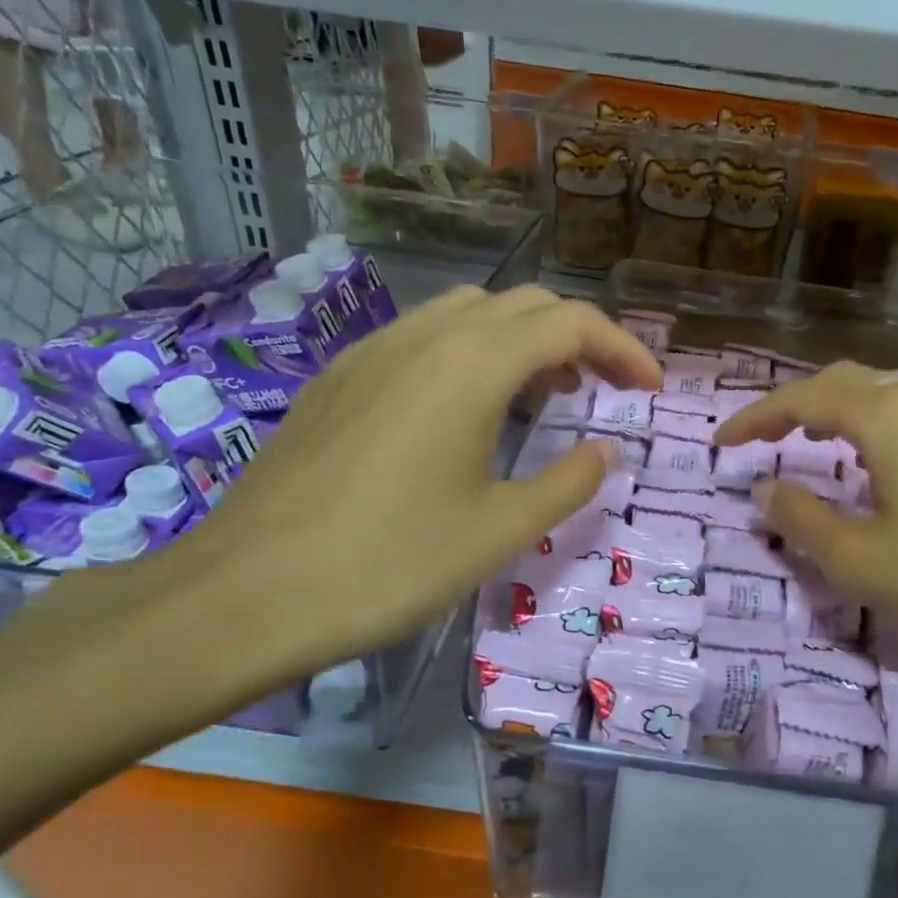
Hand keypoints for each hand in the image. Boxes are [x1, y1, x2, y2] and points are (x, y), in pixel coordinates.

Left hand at [162, 285, 660, 686]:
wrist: (247, 592)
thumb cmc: (390, 564)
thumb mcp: (500, 531)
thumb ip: (568, 483)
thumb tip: (603, 450)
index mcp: (473, 364)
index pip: (571, 323)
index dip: (623, 349)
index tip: (650, 388)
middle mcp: (425, 336)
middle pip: (523, 305)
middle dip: (577, 338)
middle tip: (603, 392)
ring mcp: (373, 351)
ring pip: (469, 314)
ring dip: (522, 342)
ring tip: (541, 398)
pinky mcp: (340, 378)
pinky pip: (424, 338)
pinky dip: (470, 355)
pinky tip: (465, 413)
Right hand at [714, 362, 897, 692]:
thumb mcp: (859, 561)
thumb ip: (801, 519)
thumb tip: (765, 490)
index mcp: (887, 419)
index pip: (803, 400)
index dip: (755, 418)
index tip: (722, 443)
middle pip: (845, 384)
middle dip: (794, 406)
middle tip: (761, 439)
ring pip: (884, 399)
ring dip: (837, 414)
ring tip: (811, 445)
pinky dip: (875, 431)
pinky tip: (878, 468)